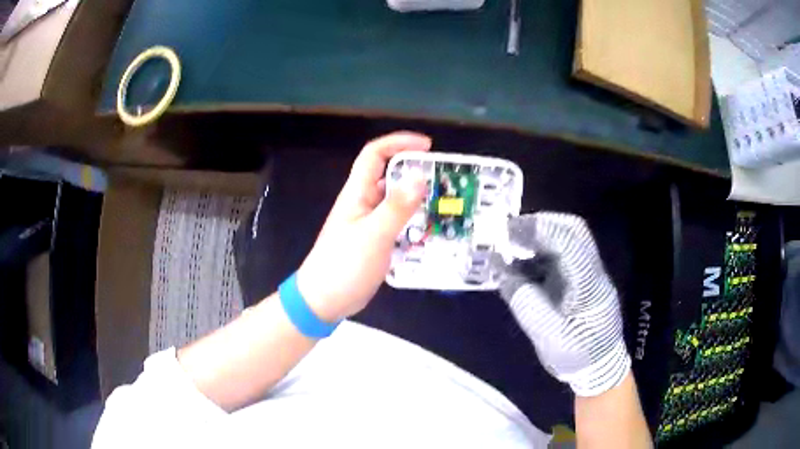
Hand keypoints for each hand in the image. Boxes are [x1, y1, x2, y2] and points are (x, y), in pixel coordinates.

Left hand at [296, 132, 429, 321]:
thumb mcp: (373, 235)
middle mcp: (363, 202)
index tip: (428, 146)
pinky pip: (398, 223)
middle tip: (444, 180)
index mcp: (357, 193)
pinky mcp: (375, 240)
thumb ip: (397, 207)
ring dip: (418, 199)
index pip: (375, 154)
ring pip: (396, 201)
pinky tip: (431, 231)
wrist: (324, 299)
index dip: (399, 142)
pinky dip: (414, 222)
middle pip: (390, 175)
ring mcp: (369, 222)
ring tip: (444, 205)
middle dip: (416, 172)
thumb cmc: (344, 266)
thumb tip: (419, 176)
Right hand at [495, 213, 630, 396]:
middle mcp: (591, 271)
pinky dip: (537, 255)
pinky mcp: (579, 280)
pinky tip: (518, 266)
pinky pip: (558, 257)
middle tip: (509, 230)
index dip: (541, 230)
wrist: (598, 367)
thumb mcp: (548, 335)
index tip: (509, 228)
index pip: (570, 244)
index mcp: (589, 285)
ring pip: (565, 240)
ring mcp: (587, 273)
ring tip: (509, 245)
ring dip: (537, 238)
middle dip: (540, 225)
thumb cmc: (577, 354)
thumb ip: (525, 302)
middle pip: (573, 231)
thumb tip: (501, 272)